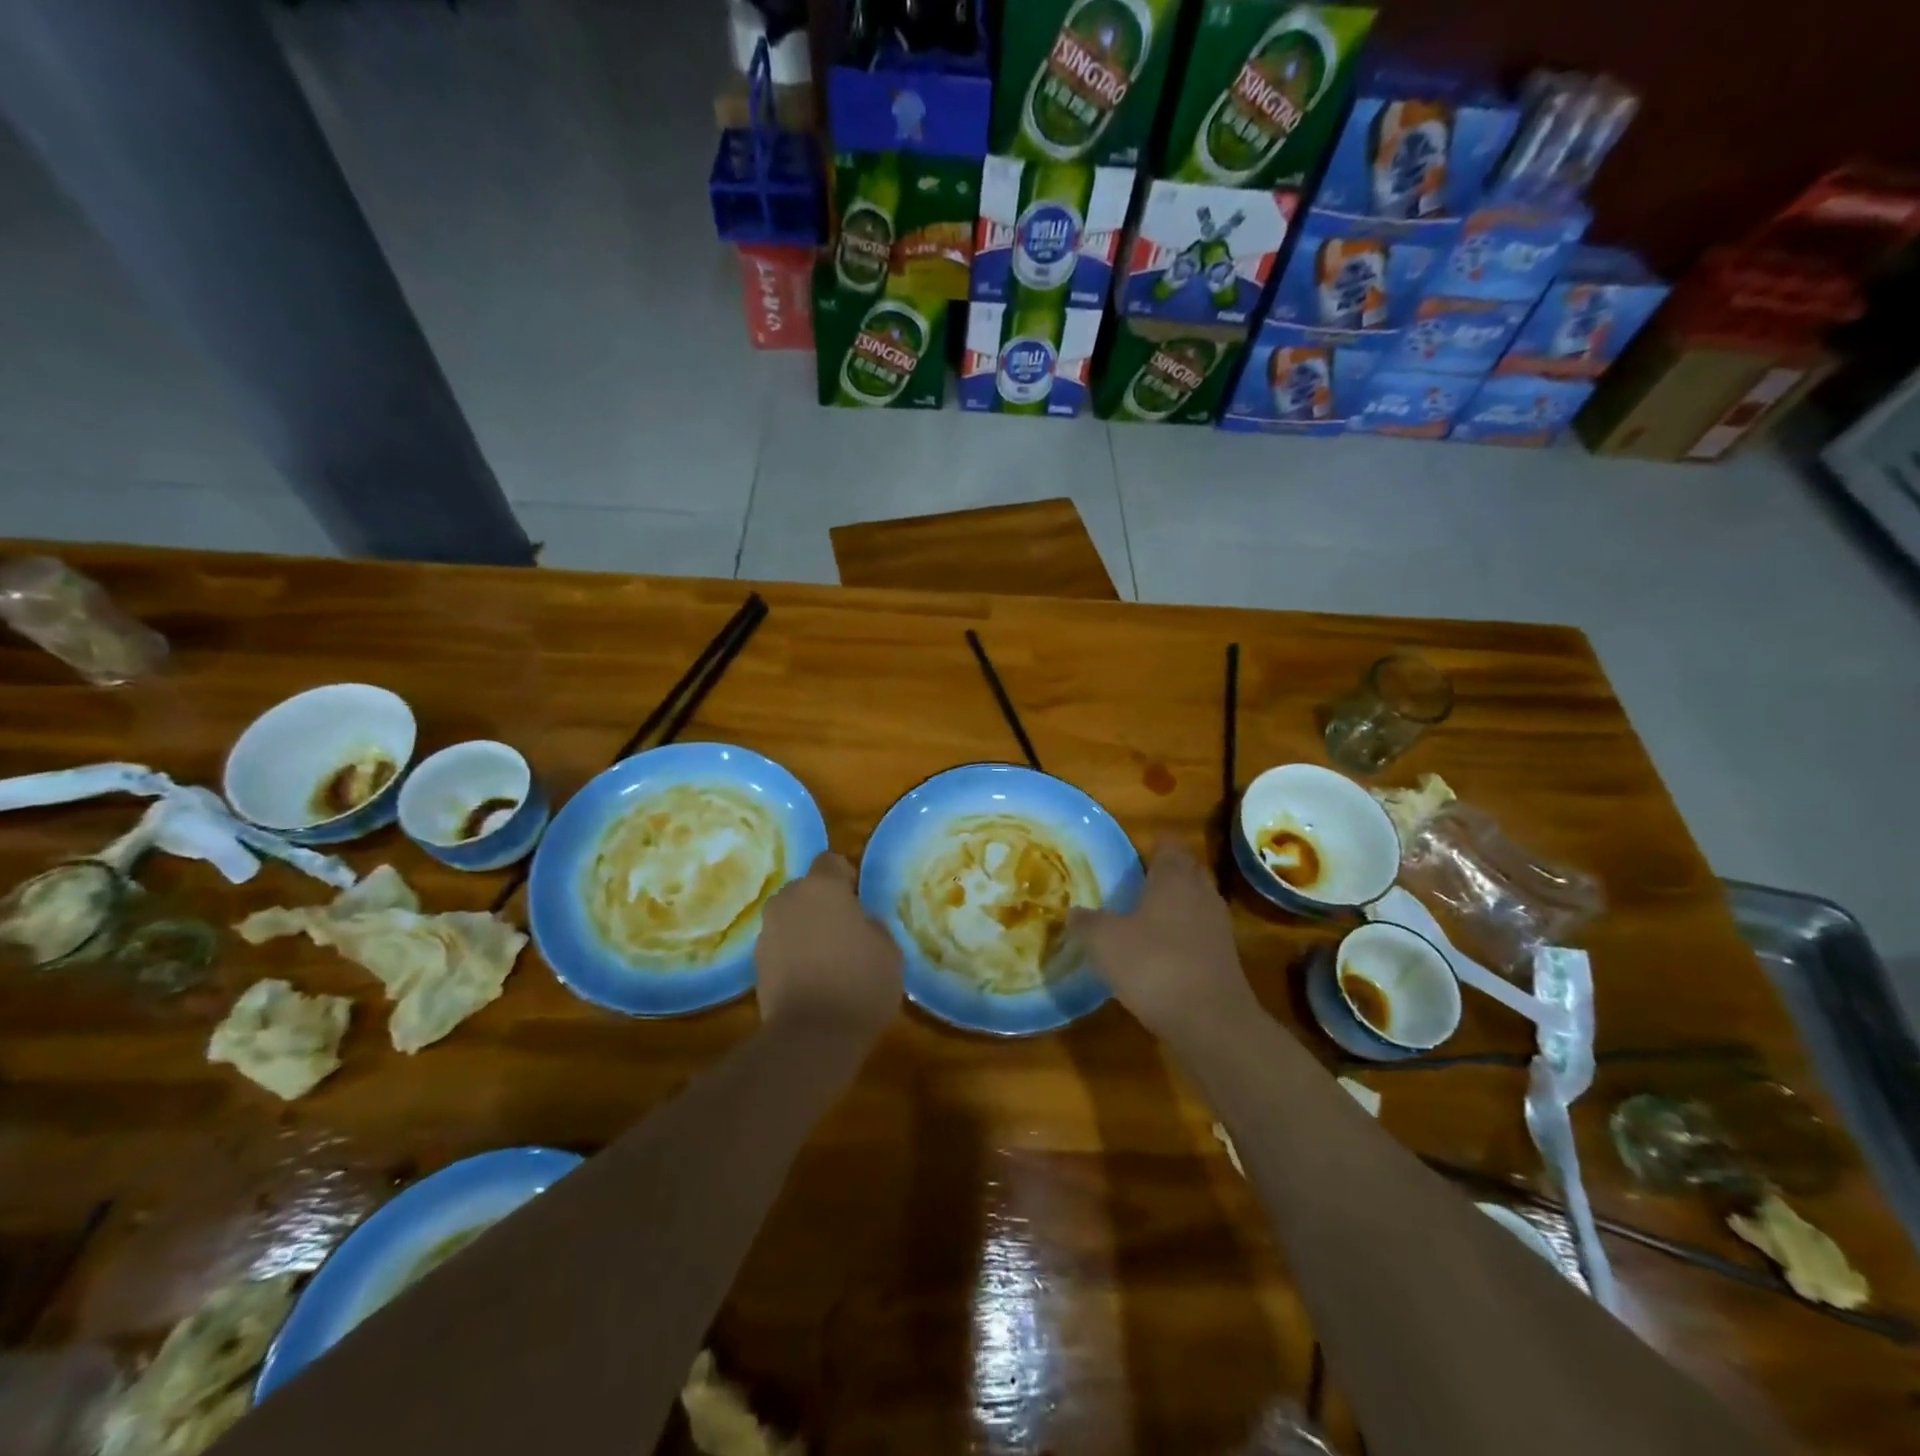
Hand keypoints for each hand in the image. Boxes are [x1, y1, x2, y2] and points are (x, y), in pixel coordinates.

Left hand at [756, 852, 901, 1042]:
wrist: (811, 1036)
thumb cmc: (859, 983)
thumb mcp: (888, 949)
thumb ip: (872, 925)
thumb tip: (861, 923)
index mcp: (822, 887)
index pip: (831, 861)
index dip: (846, 877)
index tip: (860, 902)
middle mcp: (788, 900)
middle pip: (807, 890)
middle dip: (823, 904)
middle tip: (847, 931)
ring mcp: (767, 932)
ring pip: (791, 918)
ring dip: (806, 930)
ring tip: (829, 960)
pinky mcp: (756, 964)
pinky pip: (781, 946)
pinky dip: (794, 955)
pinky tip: (813, 980)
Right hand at [1071, 840, 1260, 1048]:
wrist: (1211, 1022)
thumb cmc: (1154, 965)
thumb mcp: (1105, 942)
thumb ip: (1086, 922)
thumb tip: (1073, 911)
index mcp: (1174, 877)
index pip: (1168, 845)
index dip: (1151, 846)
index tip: (1131, 855)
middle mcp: (1201, 893)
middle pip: (1185, 871)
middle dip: (1164, 874)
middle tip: (1134, 884)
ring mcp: (1217, 926)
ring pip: (1194, 903)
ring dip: (1174, 907)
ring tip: (1143, 918)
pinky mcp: (1224, 958)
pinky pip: (1200, 934)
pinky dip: (1182, 936)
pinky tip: (1160, 953)